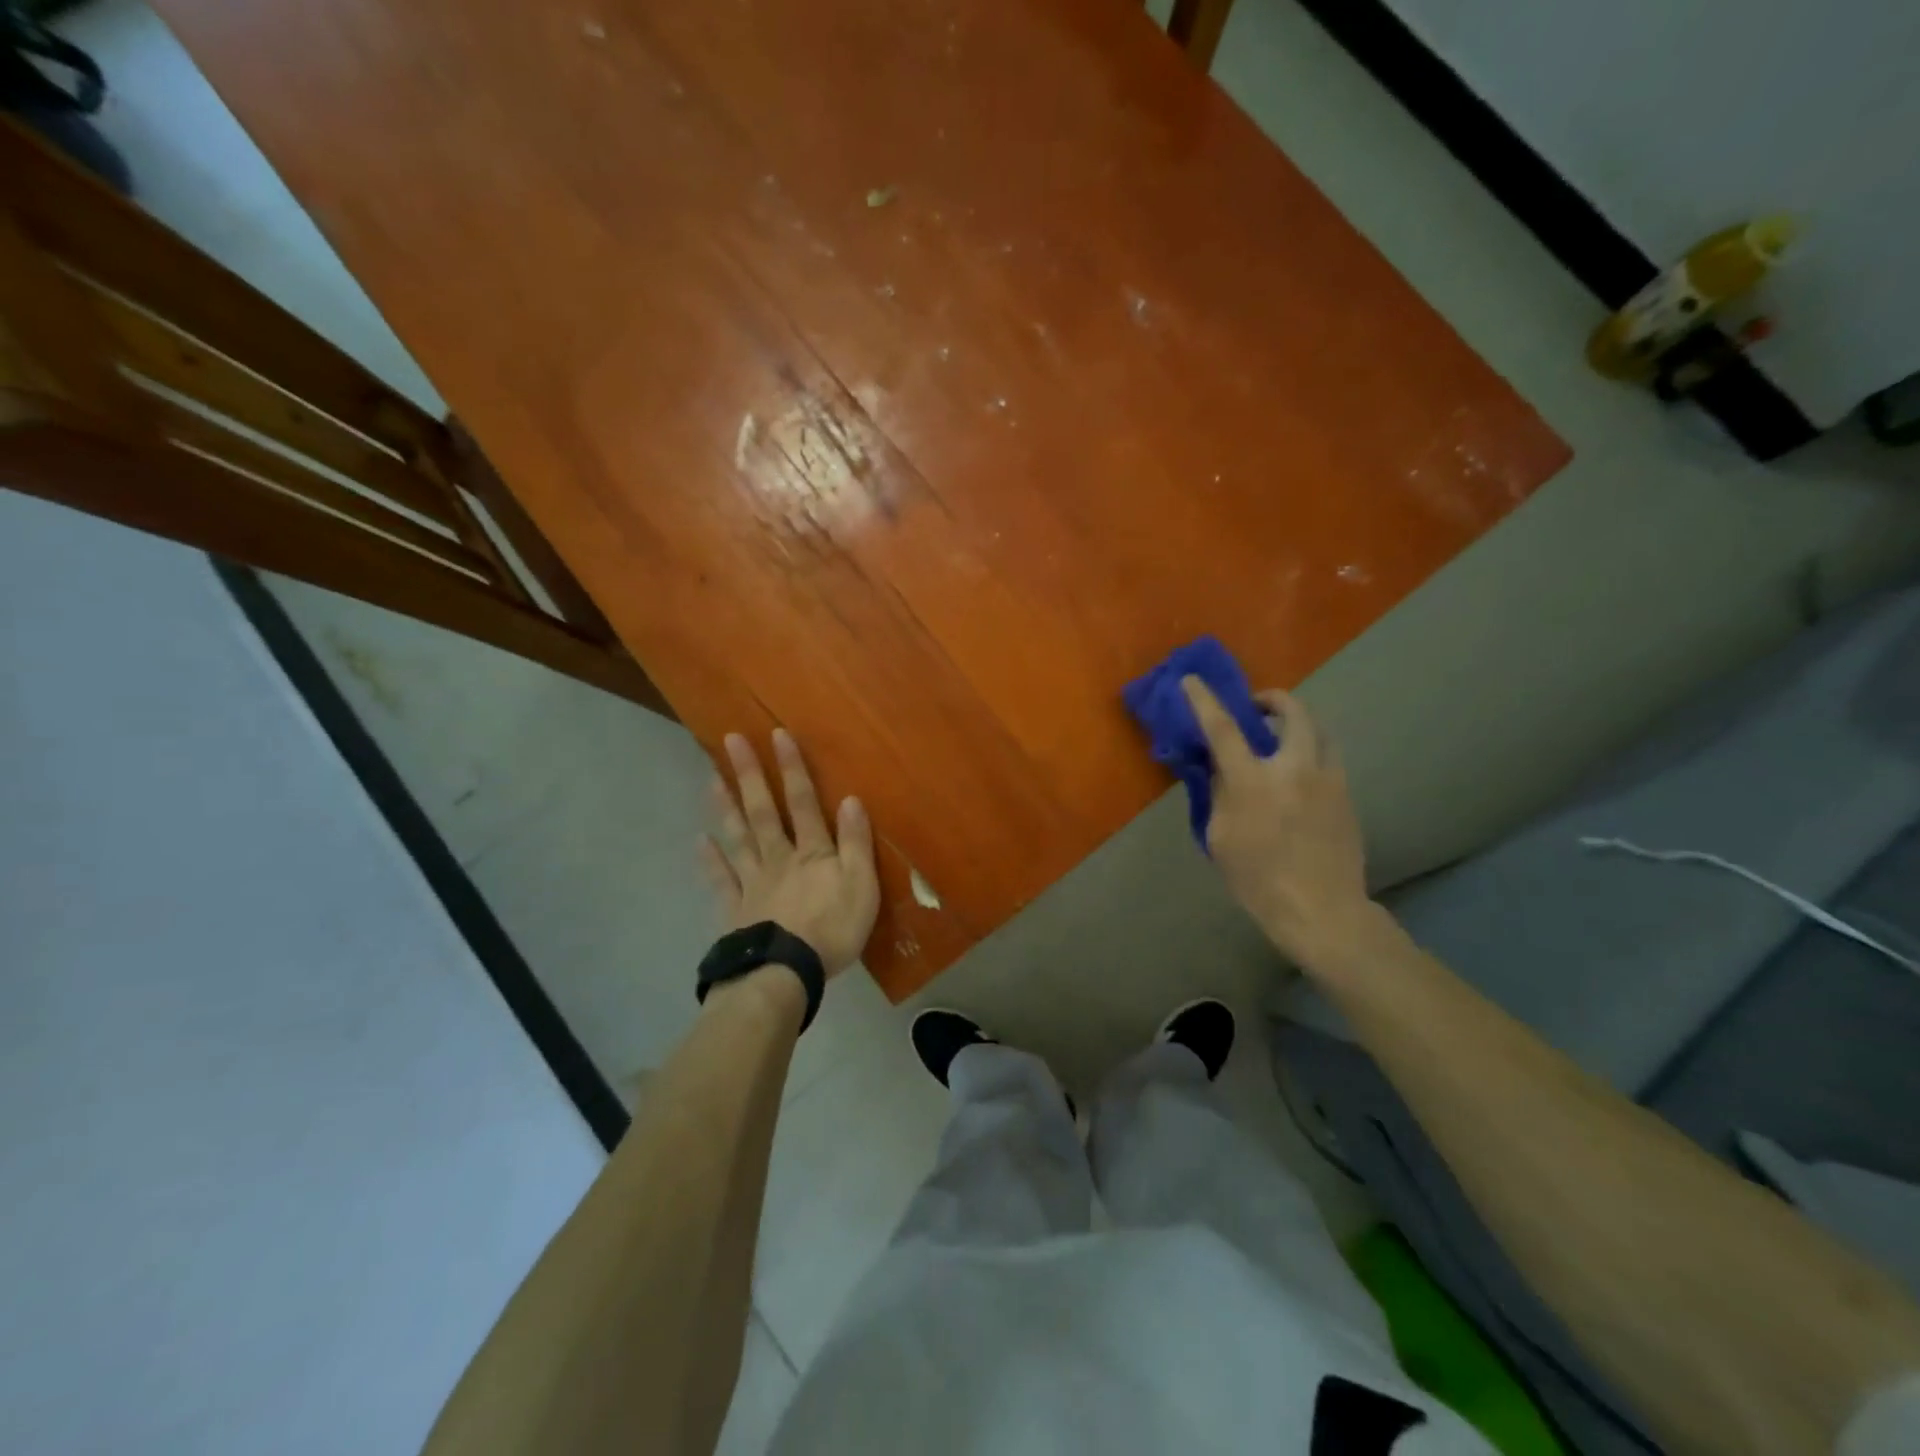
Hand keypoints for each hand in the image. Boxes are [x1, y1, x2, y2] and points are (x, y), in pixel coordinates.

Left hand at [699, 728, 878, 977]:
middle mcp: (779, 858)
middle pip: (764, 811)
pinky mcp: (737, 910)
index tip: (777, 734)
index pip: (804, 802)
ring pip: (739, 838)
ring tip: (711, 778)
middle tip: (730, 741)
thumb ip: (857, 843)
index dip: (792, 769)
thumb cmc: (833, 930)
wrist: (786, 974)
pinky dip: (711, 861)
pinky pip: (722, 881)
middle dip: (750, 775)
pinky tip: (700, 842)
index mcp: (813, 853)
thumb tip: (851, 799)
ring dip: (726, 807)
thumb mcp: (862, 886)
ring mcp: (753, 883)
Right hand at [1182, 676, 1373, 965]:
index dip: (1204, 701)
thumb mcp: (1221, 838)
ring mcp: (1328, 780)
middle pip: (1293, 712)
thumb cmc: (1258, 880)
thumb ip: (1220, 795)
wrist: (1322, 911)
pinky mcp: (1347, 796)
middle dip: (1274, 699)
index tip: (1192, 681)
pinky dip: (1311, 753)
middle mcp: (1295, 769)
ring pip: (1320, 731)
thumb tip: (1221, 770)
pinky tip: (1299, 776)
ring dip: (1298, 723)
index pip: (1224, 728)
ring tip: (1282, 738)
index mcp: (1254, 781)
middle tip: (1258, 707)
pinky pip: (1329, 759)